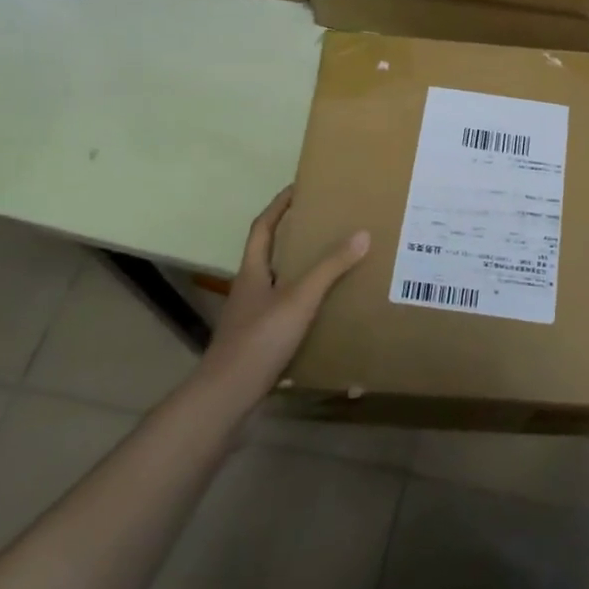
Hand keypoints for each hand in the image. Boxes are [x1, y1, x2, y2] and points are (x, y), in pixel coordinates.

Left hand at [198, 187, 368, 407]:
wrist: (226, 400)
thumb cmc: (259, 340)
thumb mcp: (299, 298)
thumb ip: (330, 267)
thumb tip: (362, 233)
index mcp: (252, 272)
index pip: (263, 228)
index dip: (279, 206)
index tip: (300, 188)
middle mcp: (250, 291)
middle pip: (272, 256)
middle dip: (297, 239)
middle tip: (329, 226)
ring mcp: (253, 320)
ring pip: (281, 288)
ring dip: (304, 276)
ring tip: (337, 267)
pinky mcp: (261, 346)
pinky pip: (288, 317)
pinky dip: (307, 311)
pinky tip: (328, 316)